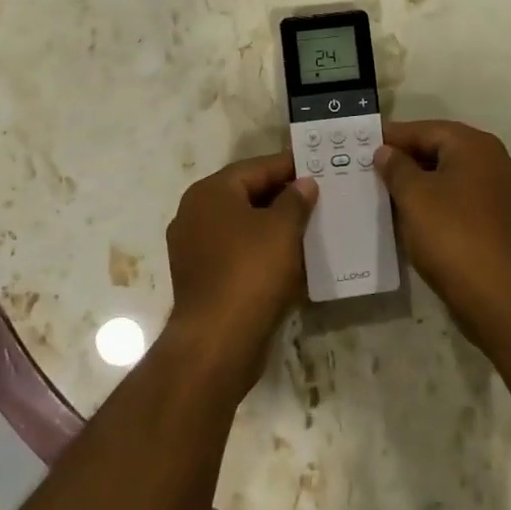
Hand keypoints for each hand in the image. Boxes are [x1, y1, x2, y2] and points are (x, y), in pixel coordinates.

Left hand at [164, 154, 318, 394]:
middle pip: (245, 194)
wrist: (218, 342)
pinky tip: (288, 259)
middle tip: (317, 197)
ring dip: (272, 225)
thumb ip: (295, 200)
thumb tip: (303, 184)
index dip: (288, 166)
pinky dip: (260, 251)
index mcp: (210, 192)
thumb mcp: (282, 228)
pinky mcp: (200, 279)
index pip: (255, 168)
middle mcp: (194, 214)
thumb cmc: (251, 272)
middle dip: (281, 196)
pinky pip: (236, 253)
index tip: (316, 167)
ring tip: (308, 227)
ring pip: (241, 226)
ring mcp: (193, 249)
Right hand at [374, 120, 510, 342]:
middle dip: (406, 158)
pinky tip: (412, 215)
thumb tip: (386, 152)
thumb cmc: (451, 234)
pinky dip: (436, 201)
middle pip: (440, 149)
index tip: (364, 143)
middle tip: (371, 167)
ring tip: (386, 191)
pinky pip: (460, 198)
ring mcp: (500, 191)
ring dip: (420, 181)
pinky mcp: (499, 219)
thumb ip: (396, 167)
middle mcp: (493, 160)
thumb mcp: (413, 195)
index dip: (393, 136)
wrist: (497, 295)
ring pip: (450, 175)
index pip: (425, 129)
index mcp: (474, 145)